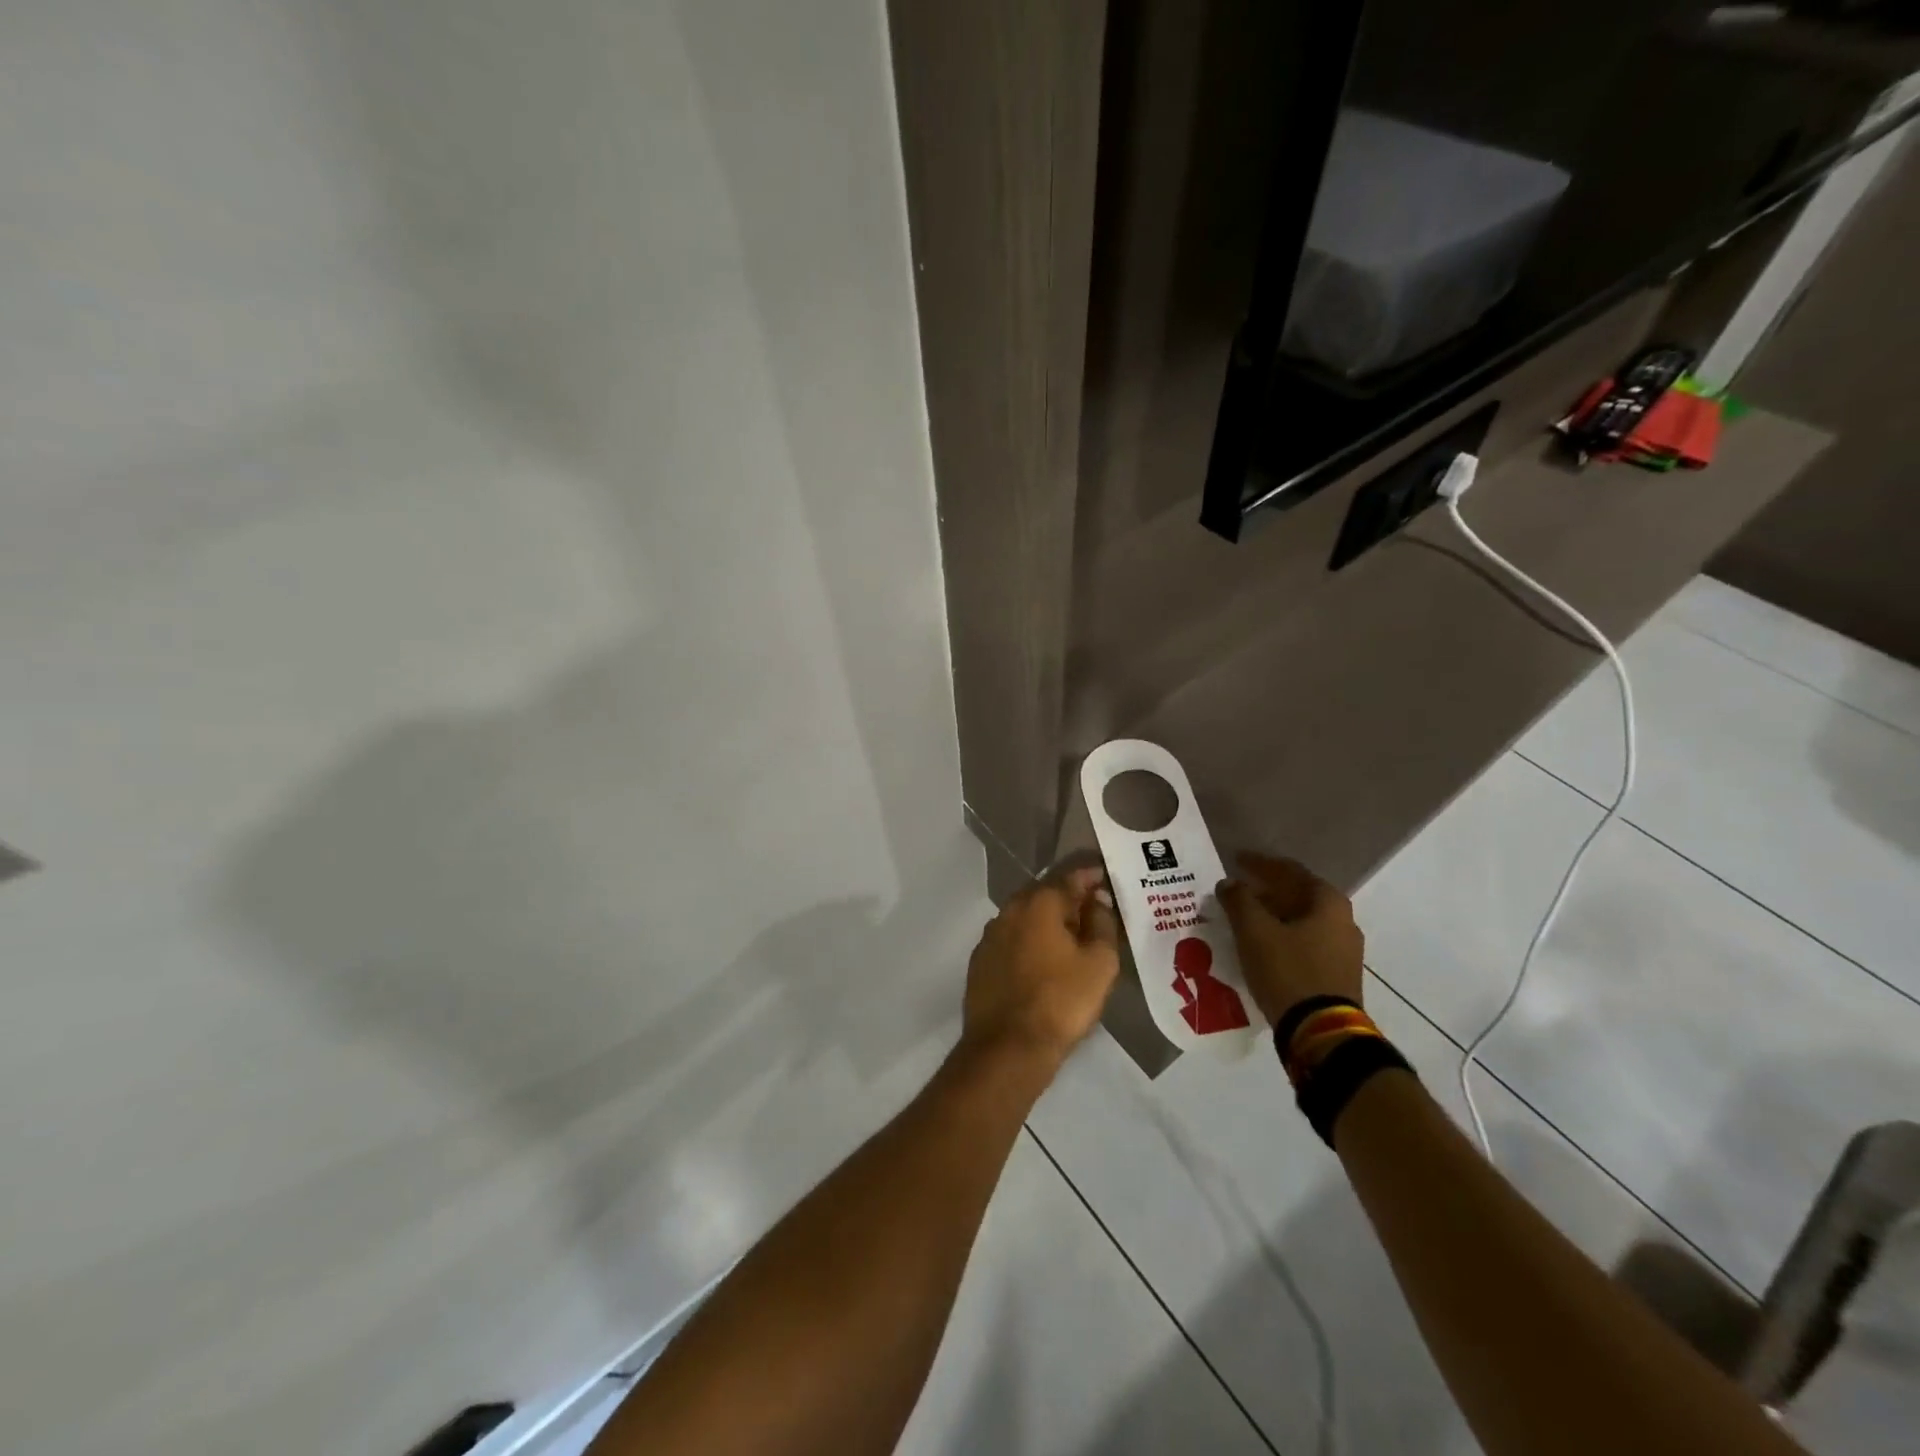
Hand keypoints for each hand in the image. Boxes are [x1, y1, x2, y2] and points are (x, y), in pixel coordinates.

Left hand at [962, 867, 1119, 1069]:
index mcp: (1040, 902)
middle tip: (1094, 911)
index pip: (1071, 876)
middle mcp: (1010, 909)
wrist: (1007, 1048)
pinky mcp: (980, 961)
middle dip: (1069, 898)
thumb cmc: (1061, 1001)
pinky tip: (1042, 961)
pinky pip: (1011, 940)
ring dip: (1047, 921)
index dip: (1092, 876)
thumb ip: (1102, 924)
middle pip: (1045, 893)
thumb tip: (1098, 900)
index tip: (1108, 880)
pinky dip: (1029, 942)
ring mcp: (990, 935)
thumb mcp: (1099, 963)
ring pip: (1025, 917)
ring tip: (1071, 937)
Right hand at [1217, 853, 1364, 1026]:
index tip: (1236, 859)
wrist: (1321, 1032)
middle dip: (1266, 891)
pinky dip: (1281, 937)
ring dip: (1272, 915)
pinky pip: (1304, 943)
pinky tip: (1260, 944)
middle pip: (1298, 895)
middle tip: (1237, 889)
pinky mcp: (1336, 975)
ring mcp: (1343, 951)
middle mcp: (1343, 921)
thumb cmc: (1288, 970)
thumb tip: (1229, 883)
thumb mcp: (1254, 931)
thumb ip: (1238, 900)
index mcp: (1328, 902)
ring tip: (1243, 917)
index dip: (1260, 864)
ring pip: (1300, 921)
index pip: (1290, 871)